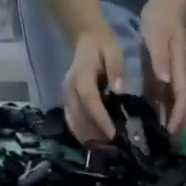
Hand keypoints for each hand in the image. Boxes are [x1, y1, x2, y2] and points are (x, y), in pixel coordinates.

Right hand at [63, 27, 123, 143]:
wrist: (86, 40)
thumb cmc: (103, 47)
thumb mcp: (113, 51)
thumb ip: (116, 68)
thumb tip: (118, 90)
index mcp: (81, 74)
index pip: (89, 99)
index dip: (100, 118)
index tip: (112, 134)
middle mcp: (70, 88)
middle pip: (80, 116)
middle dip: (96, 134)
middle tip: (114, 146)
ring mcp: (66, 97)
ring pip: (75, 123)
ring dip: (90, 137)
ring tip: (108, 146)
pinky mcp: (67, 104)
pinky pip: (72, 124)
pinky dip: (83, 135)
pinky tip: (96, 141)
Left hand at [139, 0, 185, 140]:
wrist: (166, 9)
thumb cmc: (161, 19)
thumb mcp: (158, 33)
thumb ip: (160, 56)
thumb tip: (165, 80)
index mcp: (177, 74)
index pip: (181, 101)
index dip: (178, 119)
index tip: (170, 135)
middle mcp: (175, 83)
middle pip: (179, 113)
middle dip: (176, 133)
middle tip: (165, 153)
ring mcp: (168, 85)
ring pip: (170, 112)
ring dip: (166, 129)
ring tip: (155, 148)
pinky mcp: (159, 83)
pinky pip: (159, 105)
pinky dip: (155, 119)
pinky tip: (145, 130)